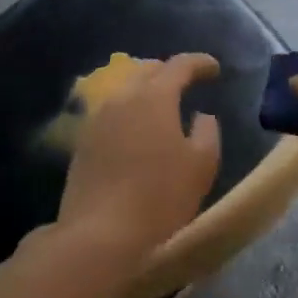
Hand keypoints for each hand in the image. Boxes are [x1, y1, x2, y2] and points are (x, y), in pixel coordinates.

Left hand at [55, 53, 221, 277]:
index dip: (200, 63)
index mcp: (154, 97)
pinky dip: (128, 113)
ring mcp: (97, 120)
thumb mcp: (201, 165)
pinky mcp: (82, 143)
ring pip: (125, 91)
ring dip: (145, 91)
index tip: (214, 69)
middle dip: (169, 71)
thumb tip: (202, 116)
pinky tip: (135, 132)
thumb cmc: (159, 196)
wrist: (98, 234)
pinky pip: (110, 114)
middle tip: (186, 82)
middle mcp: (122, 98)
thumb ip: (208, 132)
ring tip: (161, 106)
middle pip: (146, 71)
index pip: (179, 65)